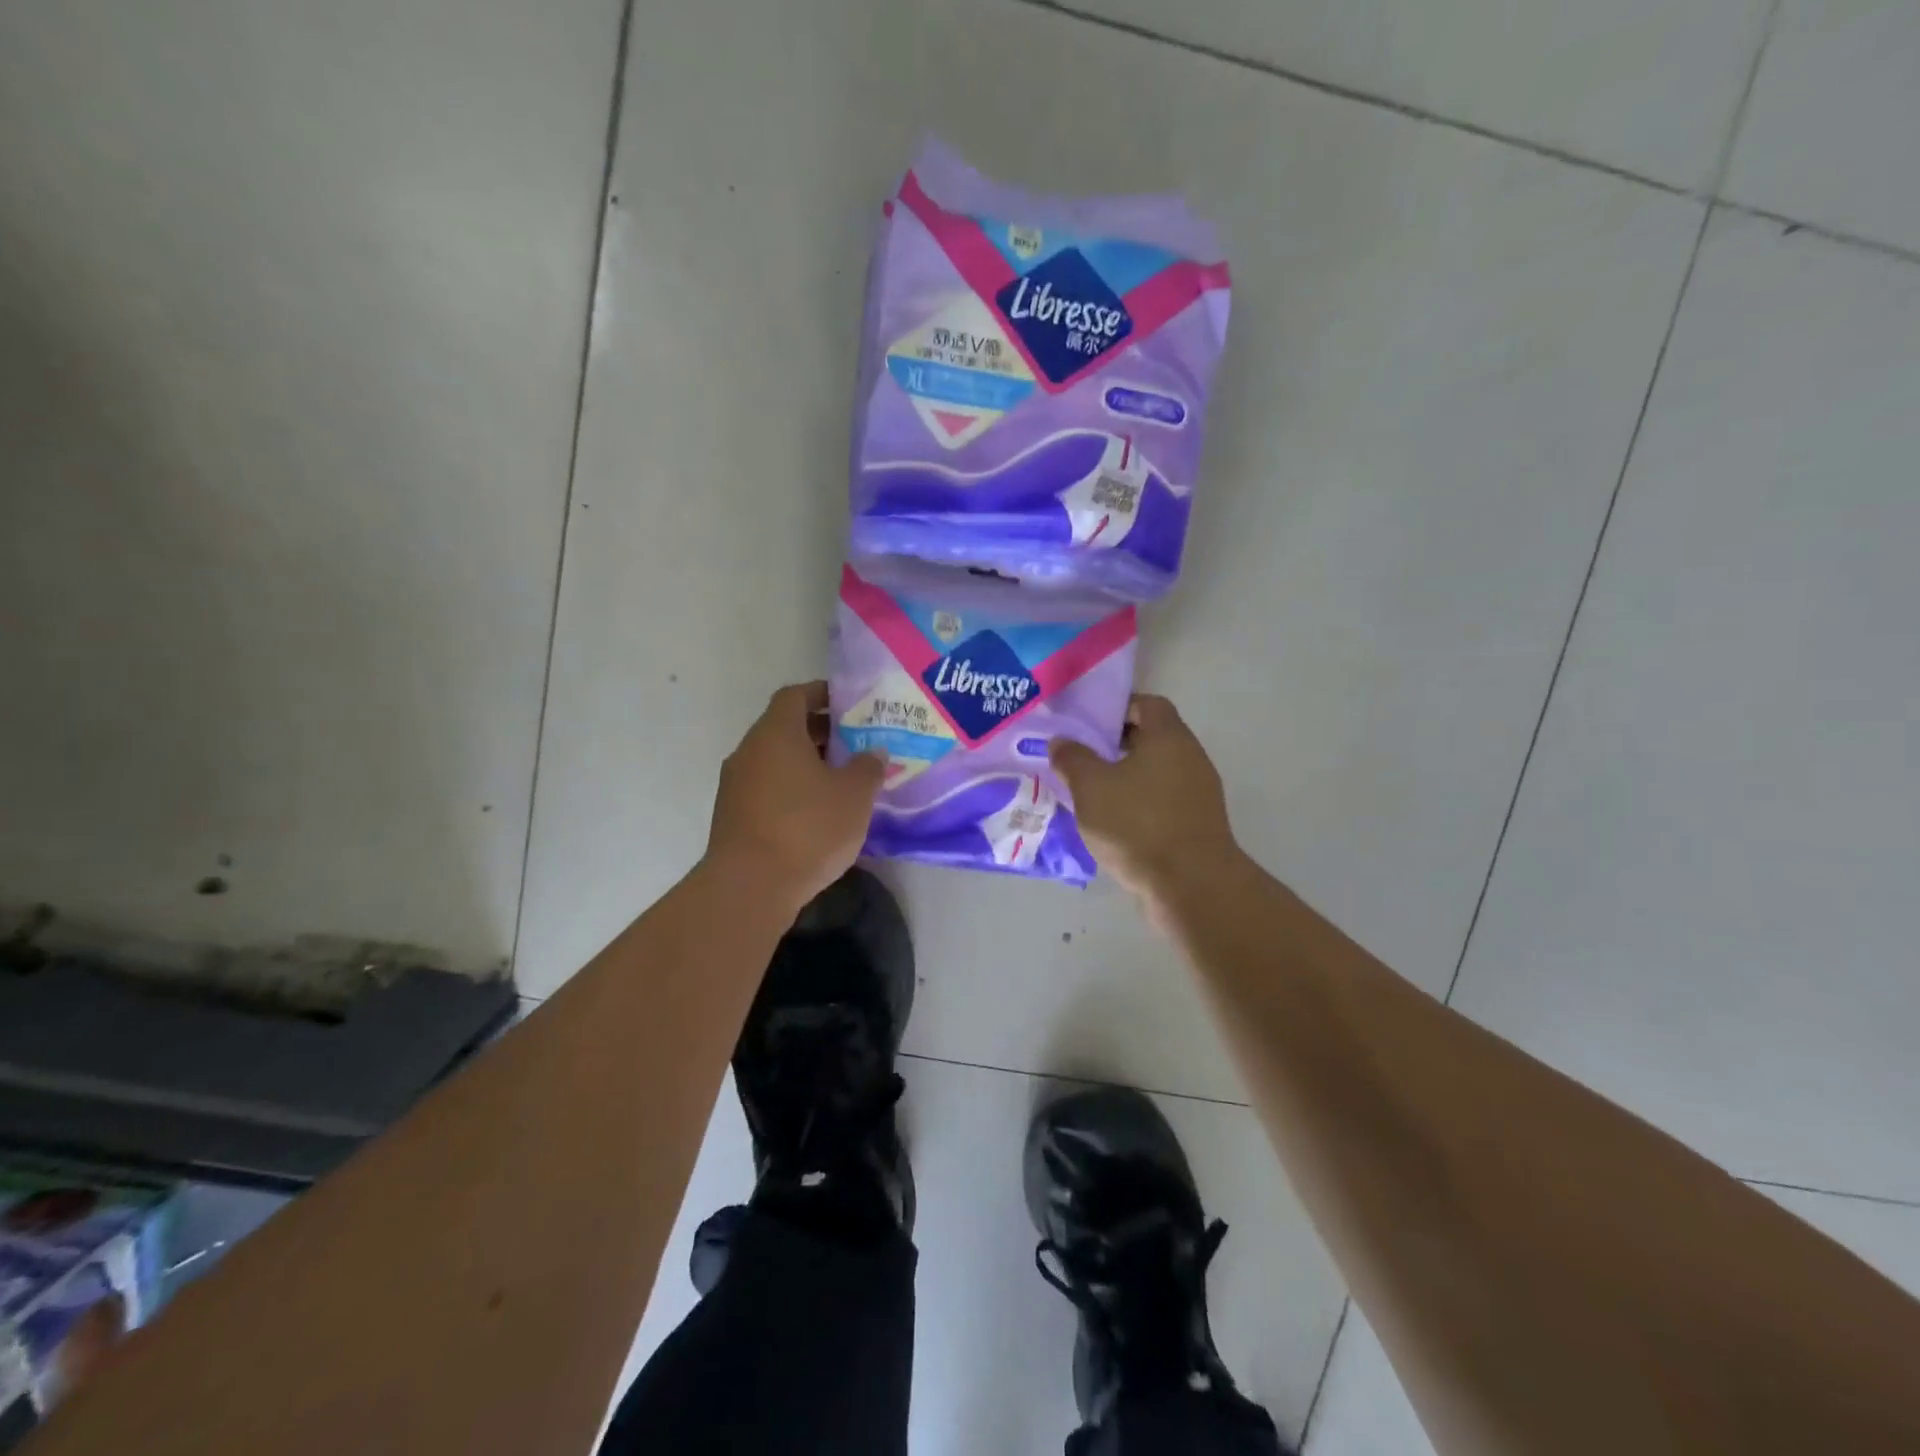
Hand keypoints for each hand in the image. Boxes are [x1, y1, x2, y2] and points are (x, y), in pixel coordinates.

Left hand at [705, 681, 884, 914]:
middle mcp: (749, 751)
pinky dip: (792, 789)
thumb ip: (867, 767)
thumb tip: (872, 753)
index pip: (795, 696)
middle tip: (855, 745)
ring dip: (806, 764)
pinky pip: (767, 788)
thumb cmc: (807, 828)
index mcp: (776, 733)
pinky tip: (817, 813)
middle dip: (820, 732)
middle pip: (785, 728)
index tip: (849, 704)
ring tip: (842, 781)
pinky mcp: (733, 816)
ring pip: (775, 761)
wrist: (750, 888)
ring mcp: (736, 785)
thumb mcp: (854, 795)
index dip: (822, 694)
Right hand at [1050, 694, 1241, 906]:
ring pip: (1156, 771)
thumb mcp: (1091, 787)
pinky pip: (1163, 800)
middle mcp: (1190, 757)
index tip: (1087, 725)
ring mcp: (1199, 792)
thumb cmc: (1138, 824)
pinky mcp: (1198, 823)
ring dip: (1126, 777)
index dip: (1116, 708)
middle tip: (1081, 758)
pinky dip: (1139, 803)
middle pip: (1151, 737)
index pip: (1146, 703)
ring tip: (1091, 793)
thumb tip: (1062, 741)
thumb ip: (1072, 758)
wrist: (1191, 885)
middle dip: (1115, 745)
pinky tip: (1114, 823)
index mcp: (1168, 737)